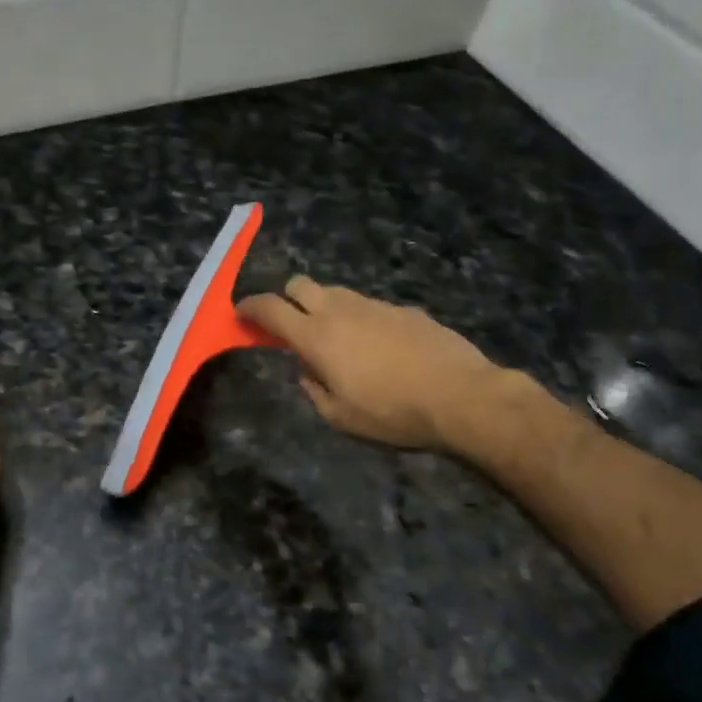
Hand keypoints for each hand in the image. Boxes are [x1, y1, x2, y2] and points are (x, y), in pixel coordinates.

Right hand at [238, 278, 513, 452]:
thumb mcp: (341, 417)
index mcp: (316, 336)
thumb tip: (306, 371)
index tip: (241, 313)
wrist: (460, 396)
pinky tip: (378, 347)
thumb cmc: (392, 412)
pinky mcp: (402, 308)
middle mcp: (339, 310)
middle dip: (287, 299)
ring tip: (337, 339)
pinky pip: (368, 305)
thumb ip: (313, 390)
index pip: (270, 308)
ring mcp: (373, 305)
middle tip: (291, 325)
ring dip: (324, 307)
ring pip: (335, 291)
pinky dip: (359, 318)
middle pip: (299, 284)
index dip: (250, 307)